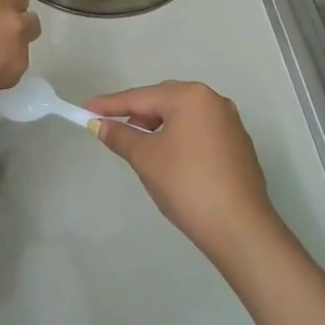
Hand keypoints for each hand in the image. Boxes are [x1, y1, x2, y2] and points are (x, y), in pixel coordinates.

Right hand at [86, 81, 284, 265]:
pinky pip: (199, 132)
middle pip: (164, 100)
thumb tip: (100, 125)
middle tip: (111, 128)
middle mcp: (214, 101)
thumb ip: (121, 136)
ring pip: (183, 116)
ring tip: (138, 145)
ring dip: (158, 127)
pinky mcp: (237, 146)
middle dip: (136, 113)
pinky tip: (168, 158)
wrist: (239, 227)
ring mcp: (230, 124)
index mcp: (191, 97)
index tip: (85, 109)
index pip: (141, 97)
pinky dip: (178, 138)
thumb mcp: (145, 158)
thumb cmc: (186, 184)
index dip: (110, 105)